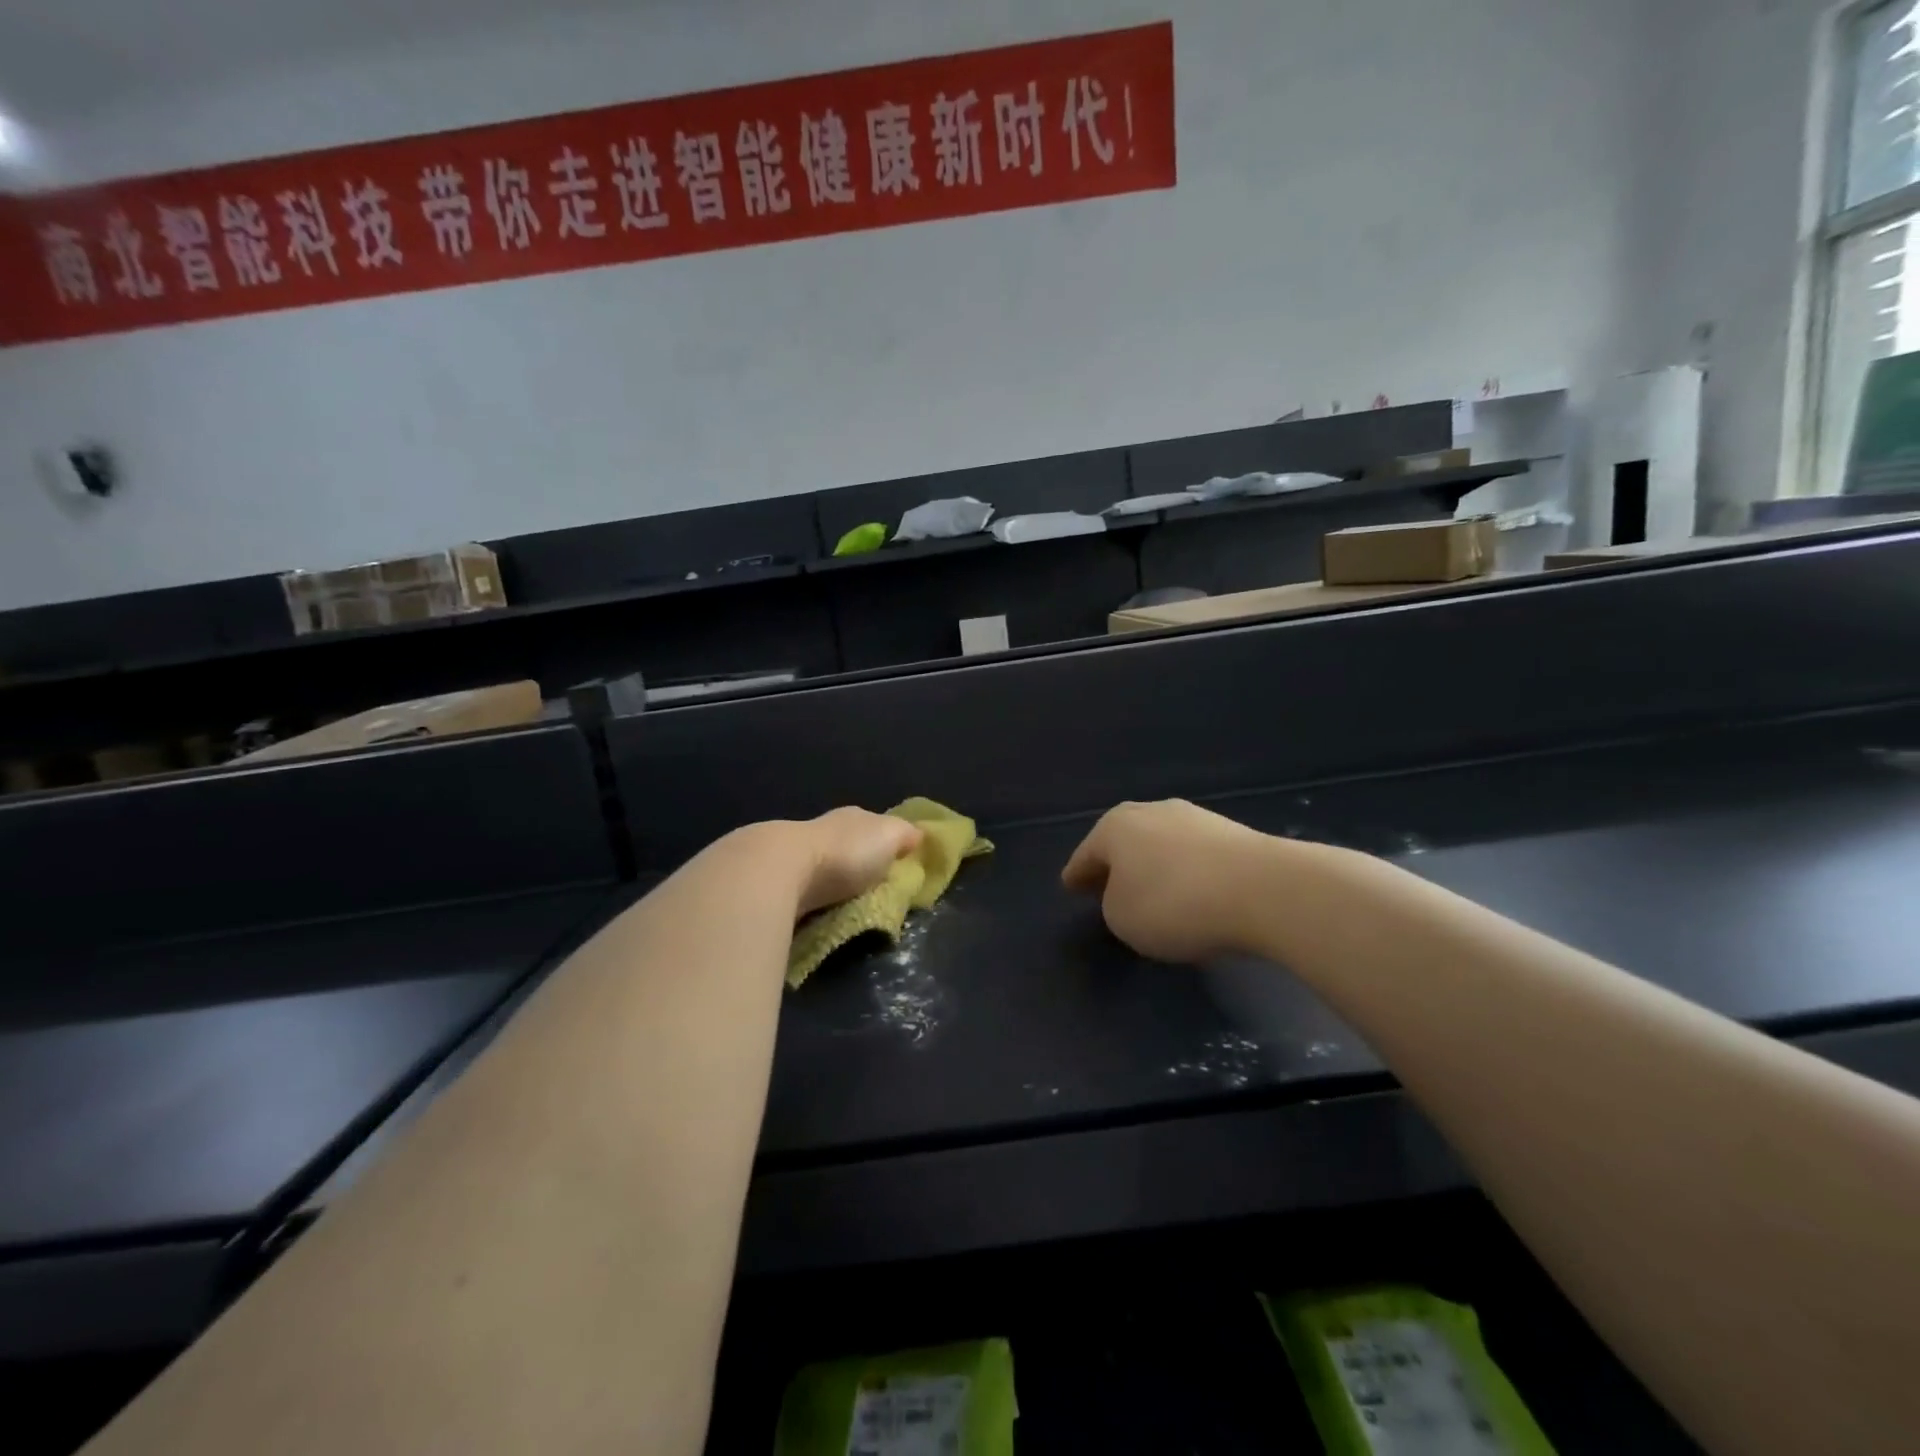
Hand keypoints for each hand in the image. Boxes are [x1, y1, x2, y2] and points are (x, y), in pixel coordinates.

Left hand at [795, 807, 922, 915]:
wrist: (783, 870)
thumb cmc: (845, 851)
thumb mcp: (889, 837)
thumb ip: (905, 834)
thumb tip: (918, 835)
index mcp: (854, 817)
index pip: (874, 826)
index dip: (887, 842)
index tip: (897, 863)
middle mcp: (825, 829)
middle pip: (848, 846)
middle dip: (858, 864)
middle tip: (874, 890)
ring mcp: (798, 854)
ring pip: (824, 867)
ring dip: (833, 883)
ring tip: (847, 905)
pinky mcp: (778, 881)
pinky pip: (804, 889)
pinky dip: (813, 898)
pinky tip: (818, 909)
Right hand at [1061, 799, 1273, 962]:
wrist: (1263, 889)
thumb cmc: (1174, 903)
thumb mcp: (1122, 918)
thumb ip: (1112, 905)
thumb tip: (1128, 894)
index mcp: (1115, 827)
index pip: (1086, 854)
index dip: (1076, 874)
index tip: (1069, 886)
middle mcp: (1151, 812)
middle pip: (1123, 840)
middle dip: (1113, 863)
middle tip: (1104, 886)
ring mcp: (1195, 818)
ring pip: (1160, 844)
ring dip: (1152, 865)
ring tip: (1152, 891)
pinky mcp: (1232, 832)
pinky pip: (1194, 855)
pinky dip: (1185, 871)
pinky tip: (1191, 891)